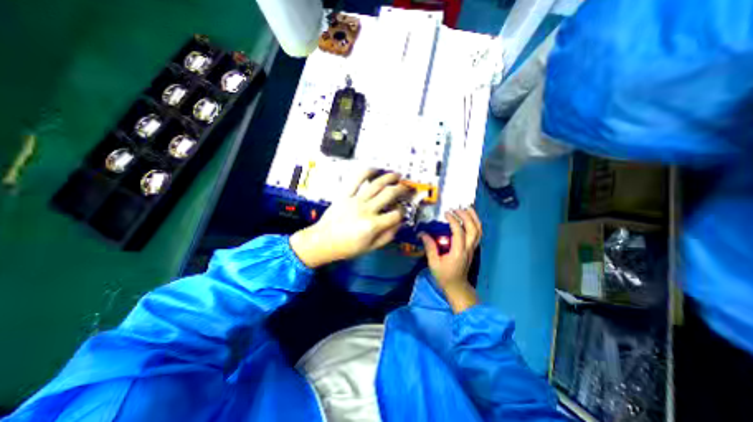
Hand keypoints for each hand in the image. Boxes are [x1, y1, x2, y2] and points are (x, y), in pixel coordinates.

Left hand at [289, 170, 411, 265]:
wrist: (323, 241)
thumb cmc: (347, 247)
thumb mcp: (370, 247)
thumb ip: (387, 236)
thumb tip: (399, 223)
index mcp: (373, 225)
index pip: (396, 214)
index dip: (403, 212)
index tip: (402, 211)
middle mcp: (366, 210)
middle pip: (389, 194)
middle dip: (401, 189)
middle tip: (406, 187)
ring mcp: (355, 200)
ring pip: (376, 184)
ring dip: (389, 177)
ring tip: (397, 175)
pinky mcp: (345, 195)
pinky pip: (356, 180)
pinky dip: (366, 172)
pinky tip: (374, 169)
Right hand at [418, 208, 480, 312]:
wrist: (457, 286)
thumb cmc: (444, 276)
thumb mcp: (434, 263)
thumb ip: (430, 247)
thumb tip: (422, 234)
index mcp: (458, 252)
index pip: (459, 232)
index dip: (454, 221)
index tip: (446, 213)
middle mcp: (468, 249)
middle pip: (473, 229)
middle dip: (467, 216)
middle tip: (457, 208)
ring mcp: (472, 248)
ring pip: (478, 231)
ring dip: (474, 218)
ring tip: (467, 208)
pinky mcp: (472, 248)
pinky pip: (477, 234)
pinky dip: (475, 224)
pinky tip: (469, 218)